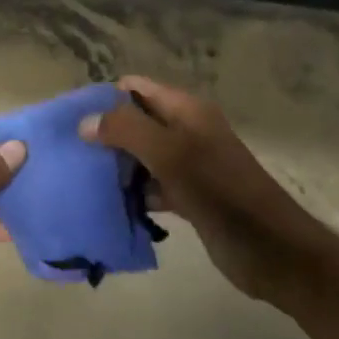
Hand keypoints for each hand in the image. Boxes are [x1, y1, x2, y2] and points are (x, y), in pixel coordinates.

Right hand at [80, 76, 329, 307]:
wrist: (272, 249)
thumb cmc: (221, 193)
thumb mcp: (171, 154)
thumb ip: (127, 131)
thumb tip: (85, 121)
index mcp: (187, 111)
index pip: (137, 88)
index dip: (104, 98)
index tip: (69, 119)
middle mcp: (186, 132)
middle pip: (136, 122)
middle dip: (104, 134)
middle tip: (66, 152)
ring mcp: (188, 166)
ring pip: (141, 157)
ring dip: (114, 166)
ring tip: (76, 178)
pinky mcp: (188, 197)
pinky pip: (151, 187)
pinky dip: (131, 193)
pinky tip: (105, 205)